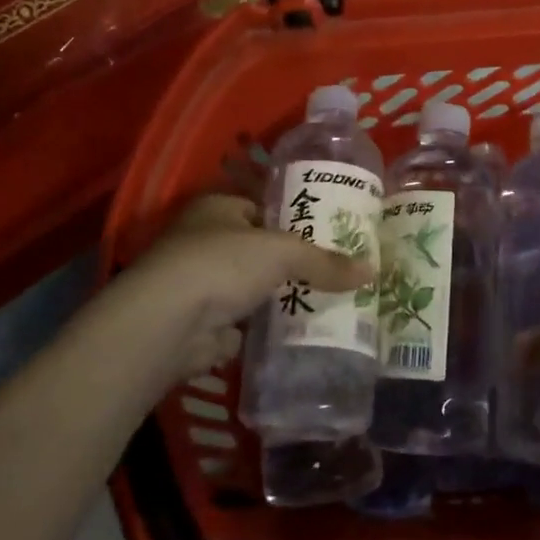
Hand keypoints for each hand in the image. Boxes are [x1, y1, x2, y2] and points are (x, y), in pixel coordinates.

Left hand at [115, 193, 373, 379]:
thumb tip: (371, 271)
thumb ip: (324, 261)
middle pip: (258, 250)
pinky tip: (299, 332)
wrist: (168, 324)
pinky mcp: (203, 323)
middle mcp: (204, 241)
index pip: (262, 207)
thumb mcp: (283, 252)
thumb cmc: (221, 264)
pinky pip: (245, 322)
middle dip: (291, 263)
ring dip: (279, 296)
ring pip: (252, 287)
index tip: (329, 234)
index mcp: (217, 208)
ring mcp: (200, 284)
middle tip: (335, 272)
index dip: (294, 219)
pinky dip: (266, 328)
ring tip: (326, 302)